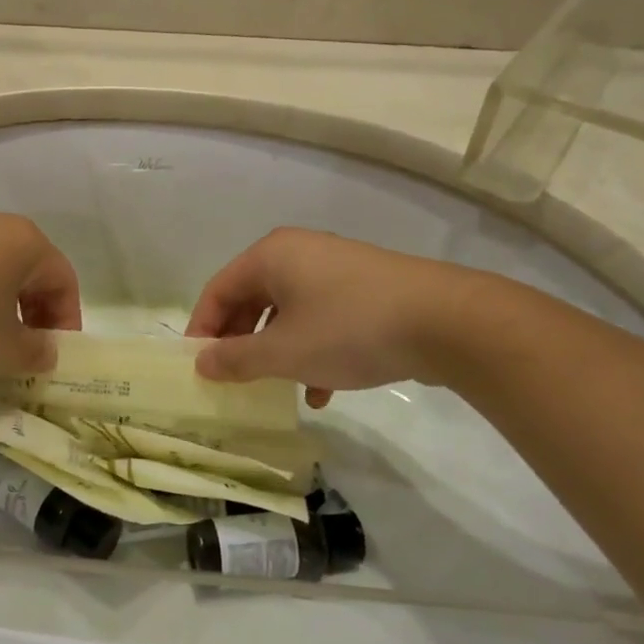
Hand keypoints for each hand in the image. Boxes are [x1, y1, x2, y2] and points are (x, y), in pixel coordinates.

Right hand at [185, 228, 483, 405]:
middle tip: (234, 379)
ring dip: (277, 352)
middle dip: (242, 342)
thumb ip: (236, 359)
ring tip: (277, 390)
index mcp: (271, 256)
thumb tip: (201, 363)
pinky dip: (312, 349)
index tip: (198, 368)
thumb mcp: (284, 352)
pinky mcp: (365, 289)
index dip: (202, 329)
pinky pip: (321, 317)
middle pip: (252, 299)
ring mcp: (335, 269)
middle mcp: (299, 253)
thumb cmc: (349, 329)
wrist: (445, 321)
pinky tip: (321, 390)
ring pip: (288, 313)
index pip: (218, 290)